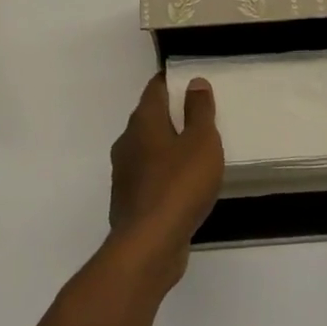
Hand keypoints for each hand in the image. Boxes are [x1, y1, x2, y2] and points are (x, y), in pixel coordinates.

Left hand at [108, 74, 223, 284]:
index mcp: (143, 121)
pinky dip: (164, 173)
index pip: (155, 89)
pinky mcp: (130, 201)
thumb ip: (199, 111)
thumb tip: (194, 82)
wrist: (149, 245)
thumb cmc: (179, 184)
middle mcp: (128, 142)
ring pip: (148, 148)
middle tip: (199, 115)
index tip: (190, 80)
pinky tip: (183, 185)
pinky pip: (149, 176)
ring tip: (195, 150)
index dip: (172, 81)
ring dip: (167, 146)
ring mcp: (125, 173)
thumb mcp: (201, 142)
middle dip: (171, 114)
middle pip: (149, 118)